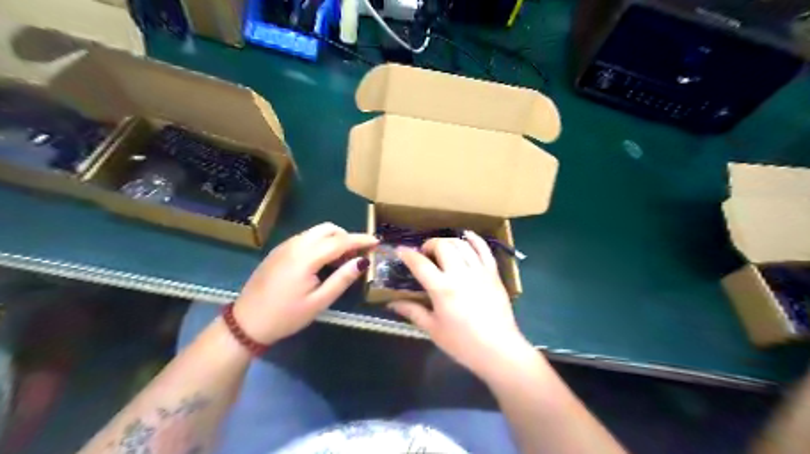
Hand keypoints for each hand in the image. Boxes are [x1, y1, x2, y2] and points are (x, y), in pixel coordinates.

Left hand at [230, 222, 376, 343]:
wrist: (246, 322)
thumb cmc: (286, 316)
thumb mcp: (319, 302)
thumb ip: (342, 279)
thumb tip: (362, 262)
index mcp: (306, 257)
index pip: (340, 241)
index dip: (360, 240)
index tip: (376, 241)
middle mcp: (295, 245)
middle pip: (327, 229)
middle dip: (347, 236)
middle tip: (358, 254)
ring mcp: (285, 246)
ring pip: (316, 231)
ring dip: (334, 239)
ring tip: (343, 259)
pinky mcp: (279, 251)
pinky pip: (306, 238)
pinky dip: (320, 242)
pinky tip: (323, 261)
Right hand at [389, 231, 536, 382]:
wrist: (498, 350)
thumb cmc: (462, 343)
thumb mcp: (433, 329)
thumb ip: (412, 311)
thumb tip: (392, 303)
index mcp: (442, 288)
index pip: (420, 263)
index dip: (407, 254)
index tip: (400, 250)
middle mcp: (460, 274)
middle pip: (442, 246)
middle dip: (429, 245)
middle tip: (424, 254)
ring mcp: (479, 271)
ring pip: (461, 245)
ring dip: (448, 242)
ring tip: (442, 249)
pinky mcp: (493, 273)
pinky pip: (484, 249)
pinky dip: (474, 239)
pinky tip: (466, 236)